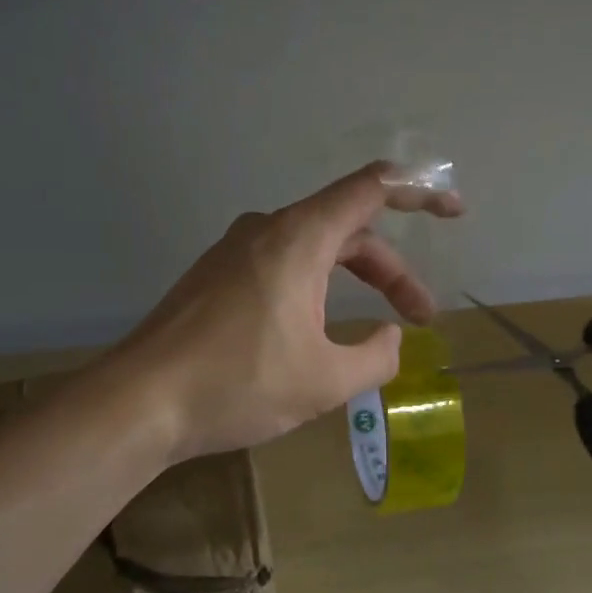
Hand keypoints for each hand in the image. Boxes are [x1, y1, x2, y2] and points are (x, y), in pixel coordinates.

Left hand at [114, 162, 462, 460]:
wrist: (137, 403)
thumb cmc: (237, 384)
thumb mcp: (325, 380)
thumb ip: (376, 356)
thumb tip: (390, 338)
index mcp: (298, 238)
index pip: (372, 189)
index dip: (421, 191)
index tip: (454, 212)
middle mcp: (266, 231)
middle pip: (347, 230)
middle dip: (391, 271)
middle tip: (420, 318)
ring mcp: (234, 252)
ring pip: (314, 250)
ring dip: (353, 282)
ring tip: (373, 332)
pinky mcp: (215, 277)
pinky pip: (282, 266)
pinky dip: (316, 288)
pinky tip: (317, 331)